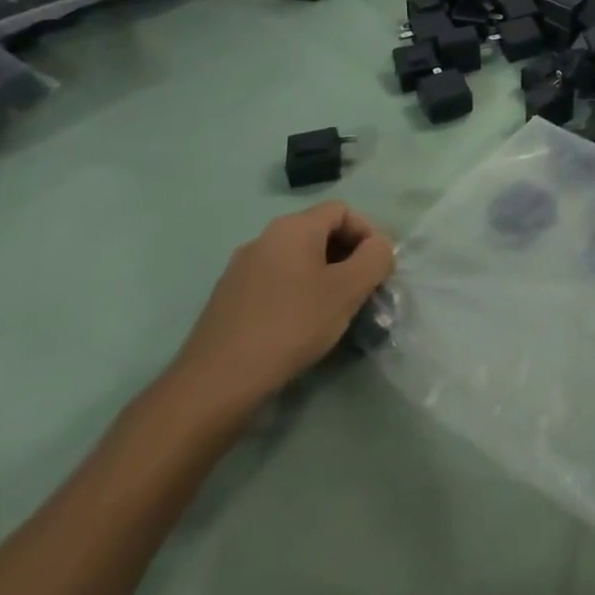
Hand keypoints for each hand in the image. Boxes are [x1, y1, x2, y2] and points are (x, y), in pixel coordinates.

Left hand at [166, 202, 394, 422]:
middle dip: (348, 257)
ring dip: (324, 277)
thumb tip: (378, 247)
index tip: (378, 268)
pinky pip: (276, 282)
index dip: (368, 233)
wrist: (216, 384)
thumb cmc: (291, 325)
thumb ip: (376, 258)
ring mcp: (241, 269)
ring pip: (298, 260)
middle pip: (320, 233)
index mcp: (293, 228)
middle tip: (361, 290)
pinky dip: (297, 294)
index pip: (343, 211)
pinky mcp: (228, 299)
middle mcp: (264, 238)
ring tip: (334, 311)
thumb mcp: (349, 289)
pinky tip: (300, 327)